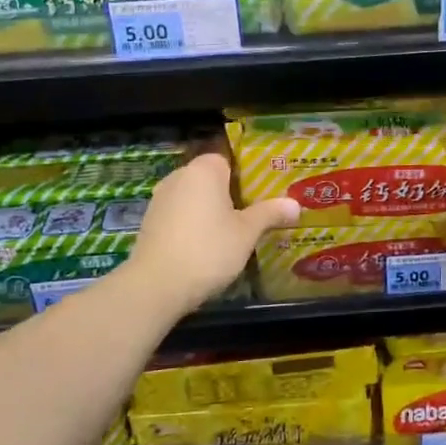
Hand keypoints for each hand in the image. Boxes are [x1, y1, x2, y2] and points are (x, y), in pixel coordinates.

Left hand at [124, 153, 298, 314]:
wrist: (156, 285)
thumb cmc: (208, 250)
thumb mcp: (246, 233)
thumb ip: (269, 214)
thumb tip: (295, 204)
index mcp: (204, 170)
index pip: (227, 159)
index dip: (245, 174)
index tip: (262, 192)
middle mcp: (179, 177)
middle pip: (209, 178)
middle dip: (229, 193)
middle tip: (253, 212)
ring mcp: (160, 199)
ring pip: (193, 198)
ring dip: (209, 211)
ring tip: (231, 231)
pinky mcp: (149, 222)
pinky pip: (179, 215)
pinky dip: (192, 224)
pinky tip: (206, 246)